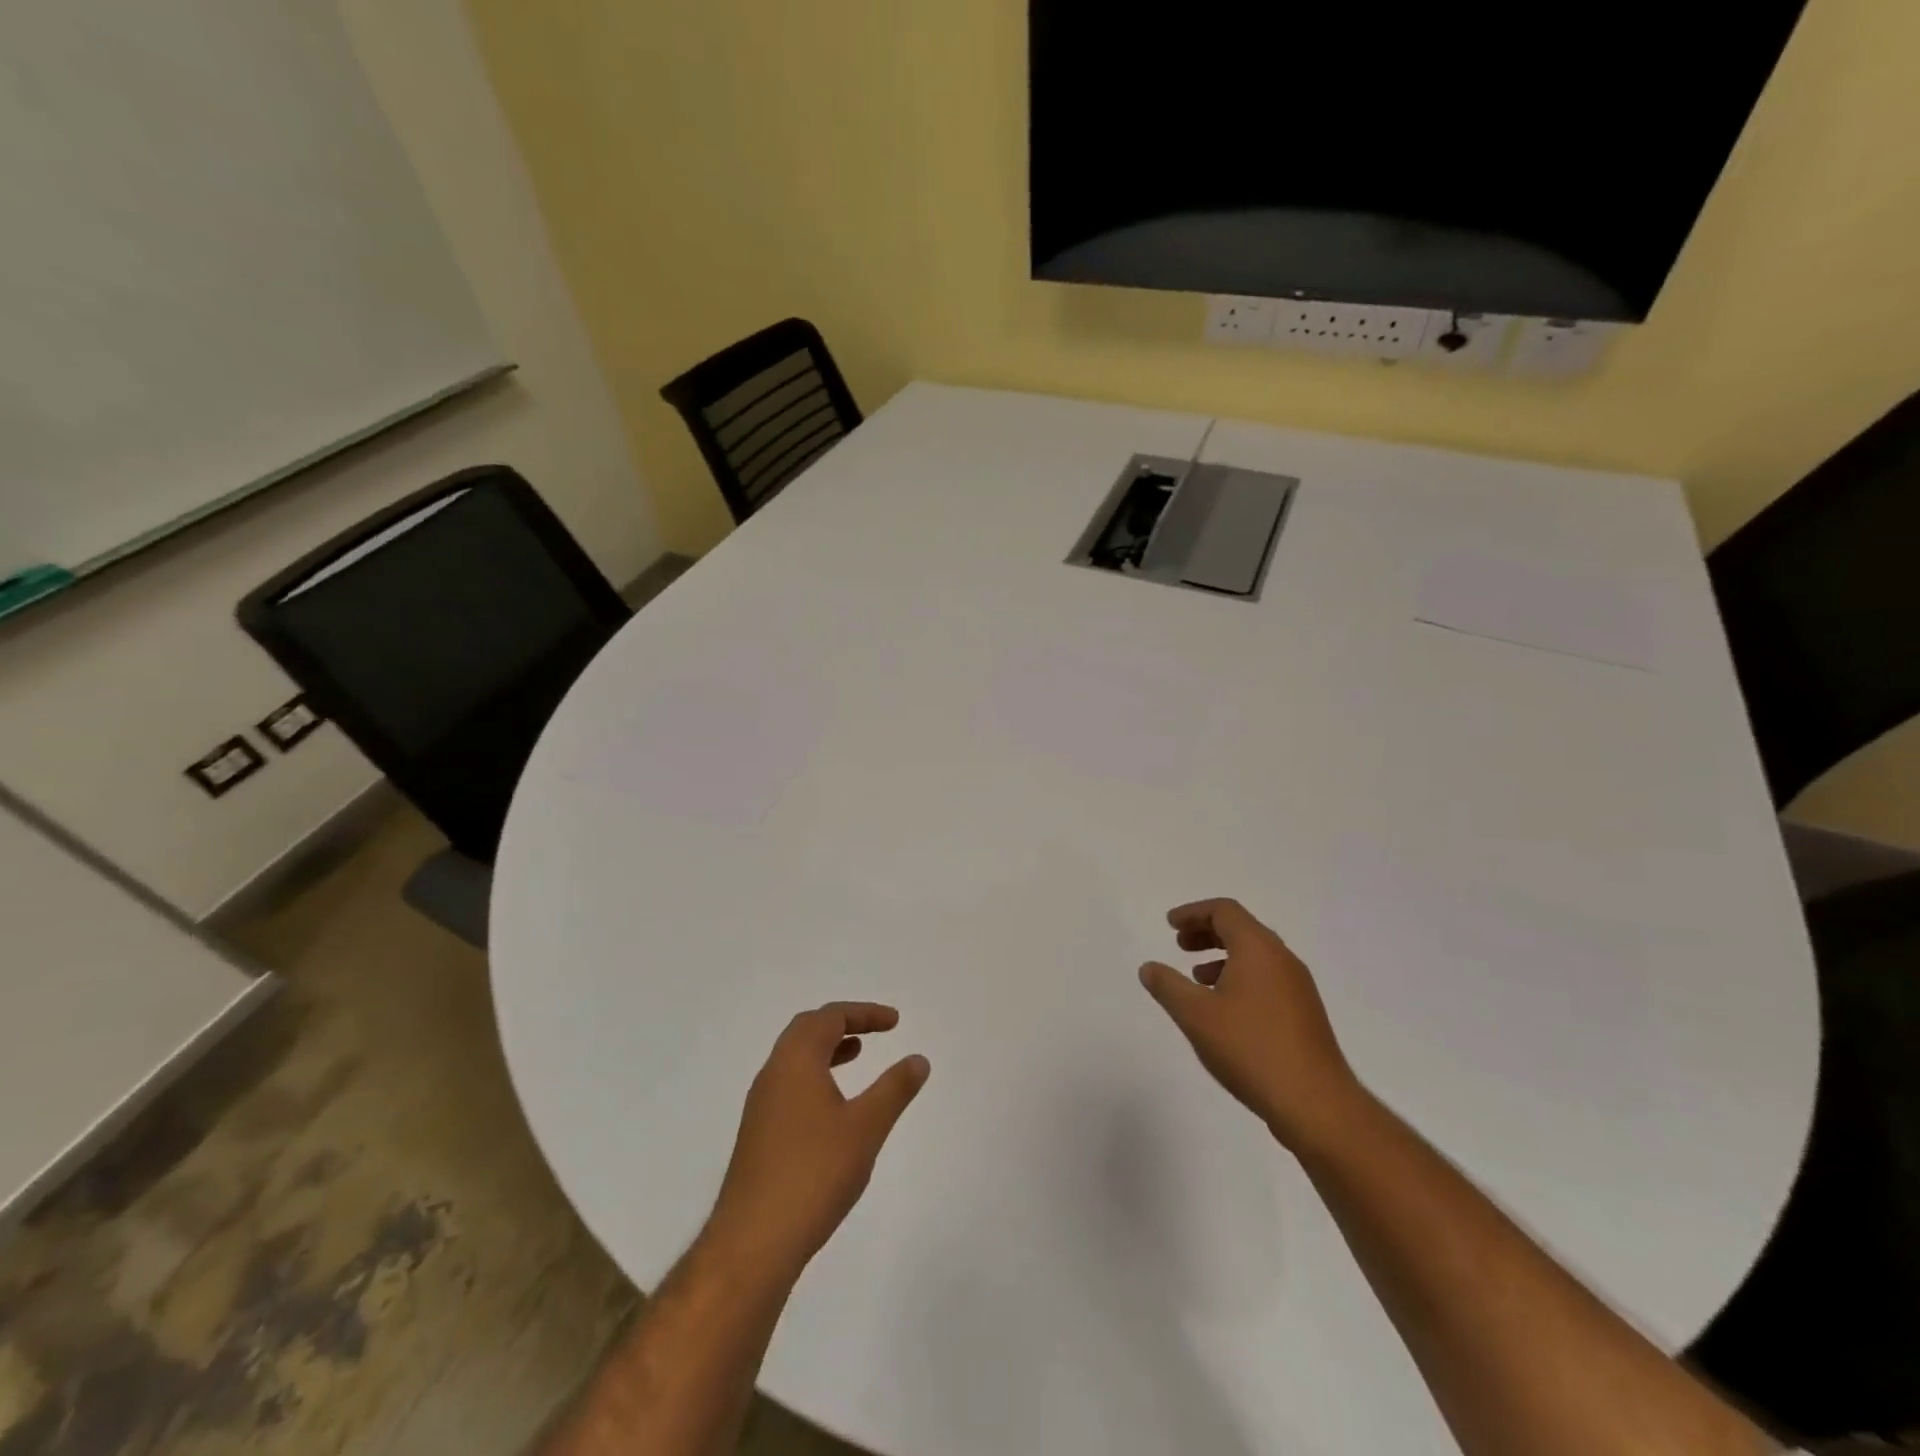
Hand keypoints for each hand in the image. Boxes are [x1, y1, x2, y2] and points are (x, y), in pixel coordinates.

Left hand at [707, 1002, 929, 1283]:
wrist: (753, 1242)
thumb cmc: (814, 1173)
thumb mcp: (866, 1127)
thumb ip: (894, 1089)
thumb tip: (918, 1059)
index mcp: (796, 1061)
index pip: (830, 1017)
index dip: (864, 1013)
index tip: (894, 1022)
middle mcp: (773, 1074)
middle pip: (806, 1029)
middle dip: (842, 1023)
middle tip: (874, 1031)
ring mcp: (761, 1105)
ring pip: (794, 1058)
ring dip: (827, 1049)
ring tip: (857, 1056)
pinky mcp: (758, 1134)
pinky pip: (789, 1084)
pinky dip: (815, 1075)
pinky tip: (833, 1106)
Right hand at [1139, 898, 1364, 1154]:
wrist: (1316, 1104)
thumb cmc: (1250, 1048)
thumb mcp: (1195, 1015)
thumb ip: (1168, 986)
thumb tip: (1149, 968)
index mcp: (1258, 949)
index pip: (1225, 911)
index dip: (1193, 912)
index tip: (1170, 925)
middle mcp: (1282, 960)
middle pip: (1242, 929)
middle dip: (1207, 932)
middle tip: (1180, 945)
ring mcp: (1298, 988)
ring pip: (1255, 956)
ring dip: (1222, 957)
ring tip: (1197, 978)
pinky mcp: (1304, 1014)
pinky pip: (1267, 979)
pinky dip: (1240, 978)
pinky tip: (1224, 1010)